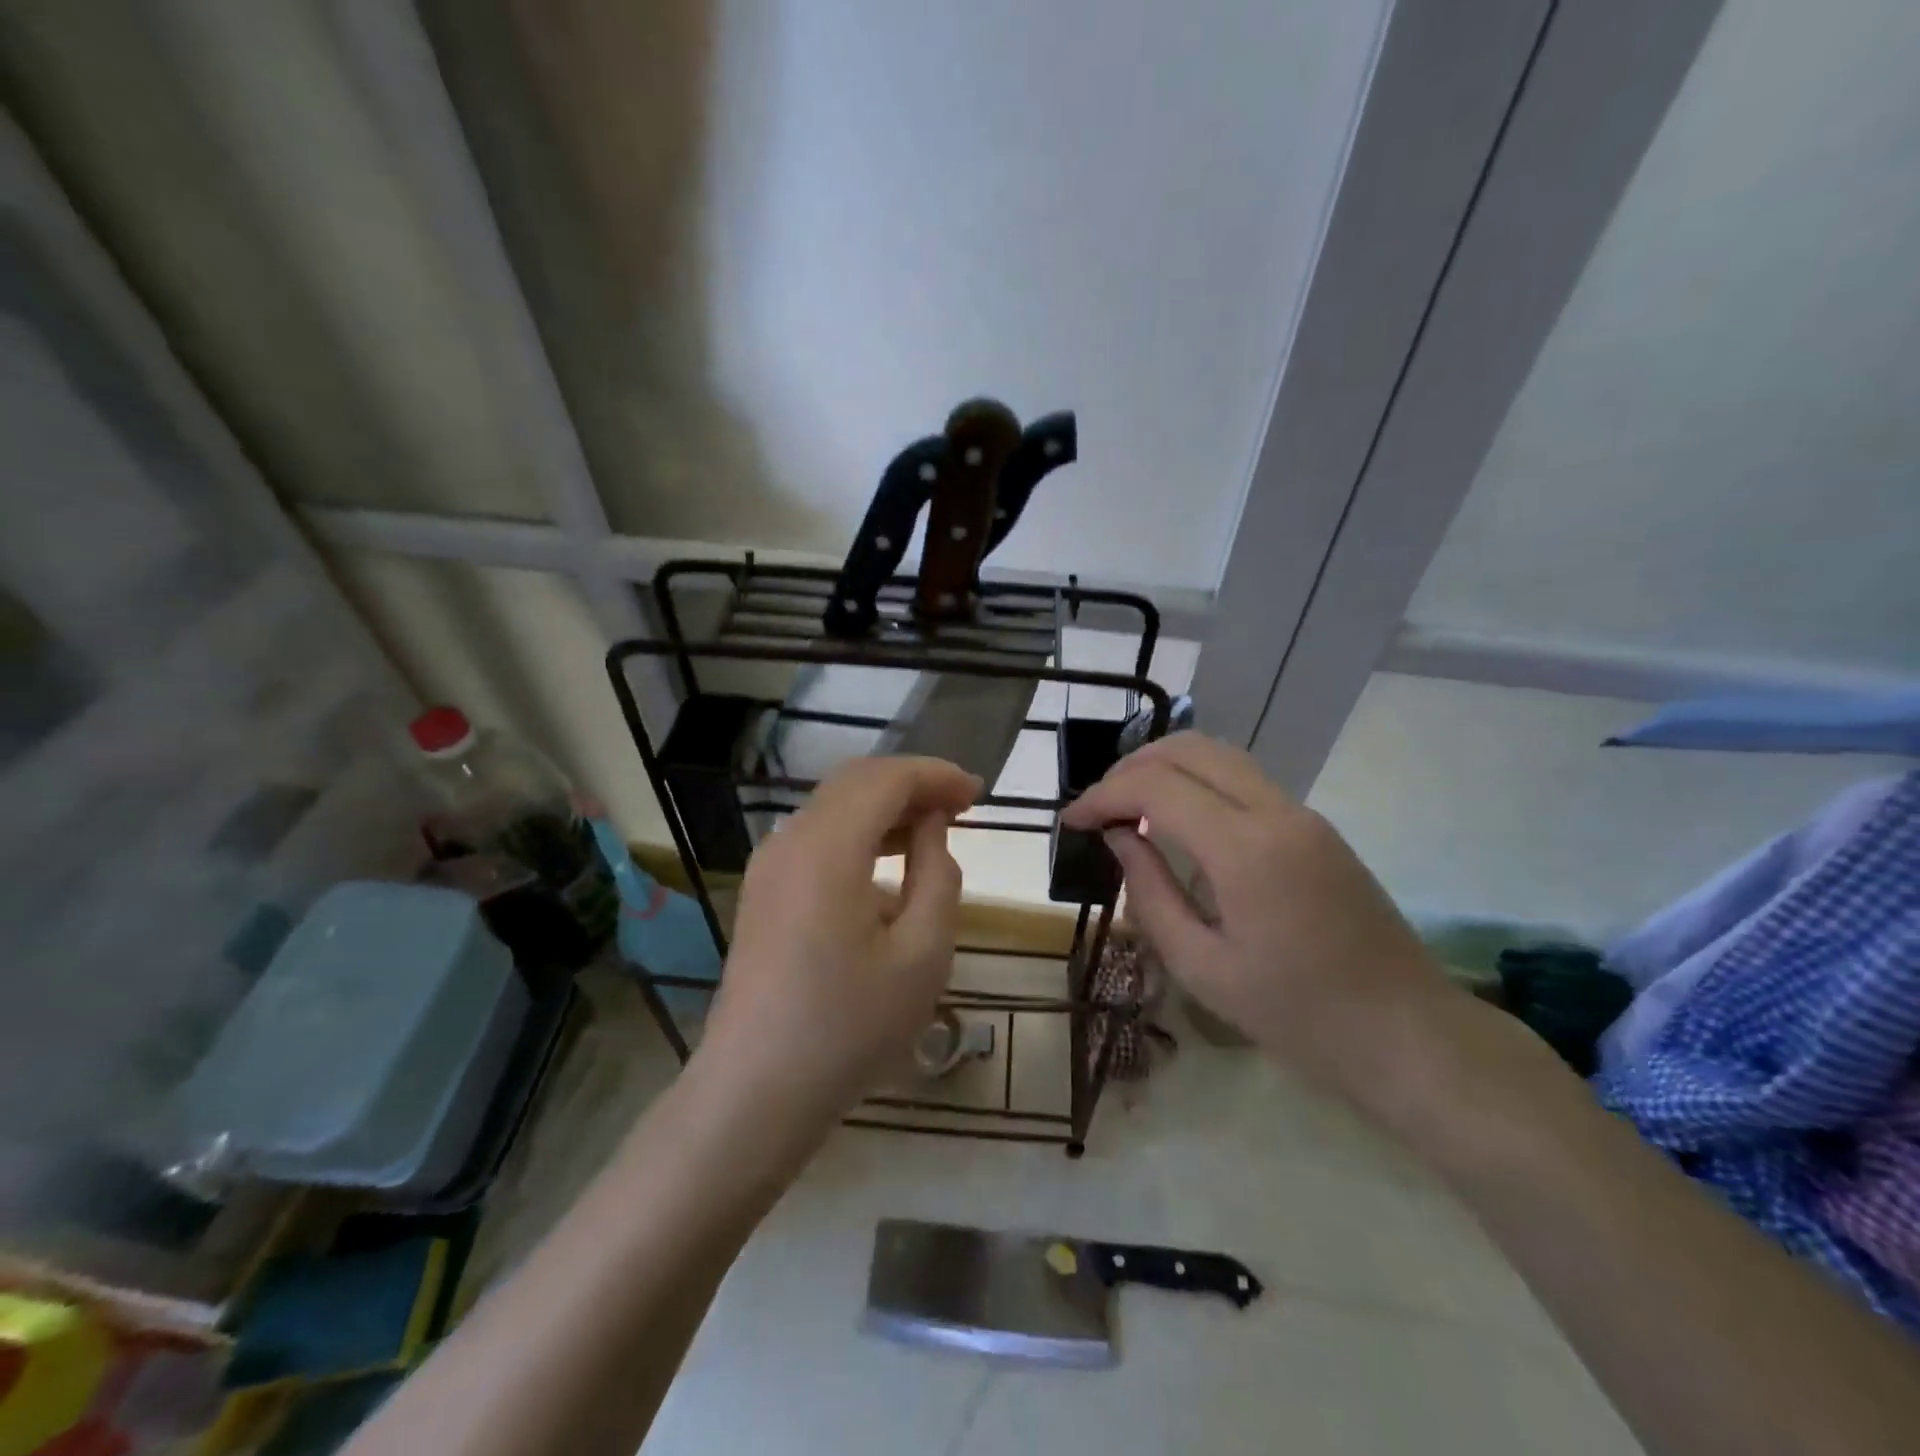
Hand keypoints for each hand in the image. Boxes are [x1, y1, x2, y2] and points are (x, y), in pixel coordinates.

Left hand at [698, 756, 980, 1120]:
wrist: (756, 1091)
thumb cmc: (850, 1027)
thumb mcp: (922, 955)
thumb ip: (938, 876)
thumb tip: (931, 829)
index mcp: (826, 849)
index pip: (886, 779)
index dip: (935, 775)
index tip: (978, 793)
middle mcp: (789, 841)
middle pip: (855, 783)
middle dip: (911, 784)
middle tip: (961, 806)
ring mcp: (769, 866)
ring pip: (834, 808)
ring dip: (885, 807)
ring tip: (932, 830)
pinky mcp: (764, 891)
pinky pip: (817, 838)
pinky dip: (858, 834)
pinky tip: (887, 868)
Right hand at [1061, 733, 1448, 1095]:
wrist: (1407, 1033)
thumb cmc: (1296, 1016)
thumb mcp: (1201, 967)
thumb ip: (1150, 892)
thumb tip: (1119, 838)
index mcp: (1245, 850)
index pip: (1156, 787)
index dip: (1103, 795)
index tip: (1072, 822)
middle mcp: (1276, 812)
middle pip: (1189, 749)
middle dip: (1131, 768)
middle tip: (1098, 809)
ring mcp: (1302, 813)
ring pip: (1218, 754)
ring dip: (1164, 767)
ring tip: (1128, 808)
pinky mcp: (1314, 826)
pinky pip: (1242, 779)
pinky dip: (1196, 781)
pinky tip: (1175, 820)